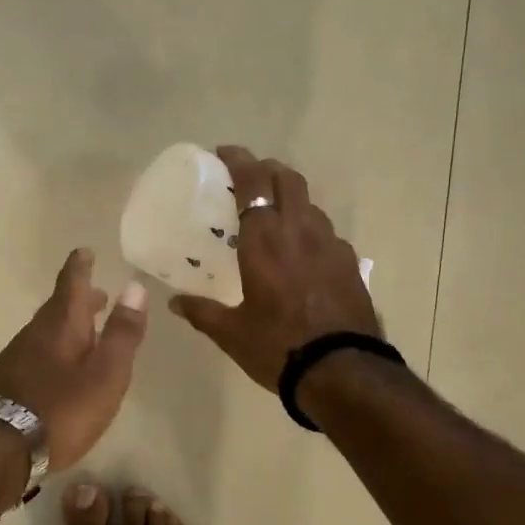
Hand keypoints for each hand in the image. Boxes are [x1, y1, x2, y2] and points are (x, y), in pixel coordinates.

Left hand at [0, 248, 148, 470]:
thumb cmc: (63, 409)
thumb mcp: (106, 373)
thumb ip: (122, 333)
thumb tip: (135, 287)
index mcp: (61, 326)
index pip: (71, 284)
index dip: (80, 267)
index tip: (84, 251)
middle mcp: (35, 334)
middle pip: (58, 308)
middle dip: (79, 299)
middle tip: (98, 296)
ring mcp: (16, 358)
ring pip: (45, 331)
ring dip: (67, 326)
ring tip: (85, 333)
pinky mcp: (6, 383)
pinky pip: (35, 353)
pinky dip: (53, 349)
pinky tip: (59, 369)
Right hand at [168, 145, 379, 390]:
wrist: (343, 371)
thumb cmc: (278, 347)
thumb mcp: (231, 333)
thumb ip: (201, 312)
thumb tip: (174, 303)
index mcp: (265, 240)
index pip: (252, 182)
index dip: (239, 160)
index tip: (224, 153)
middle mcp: (299, 231)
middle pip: (288, 179)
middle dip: (268, 169)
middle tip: (250, 178)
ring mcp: (331, 244)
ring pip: (310, 204)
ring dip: (291, 199)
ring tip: (275, 216)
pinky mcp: (350, 263)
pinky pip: (326, 233)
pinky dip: (309, 230)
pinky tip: (302, 253)